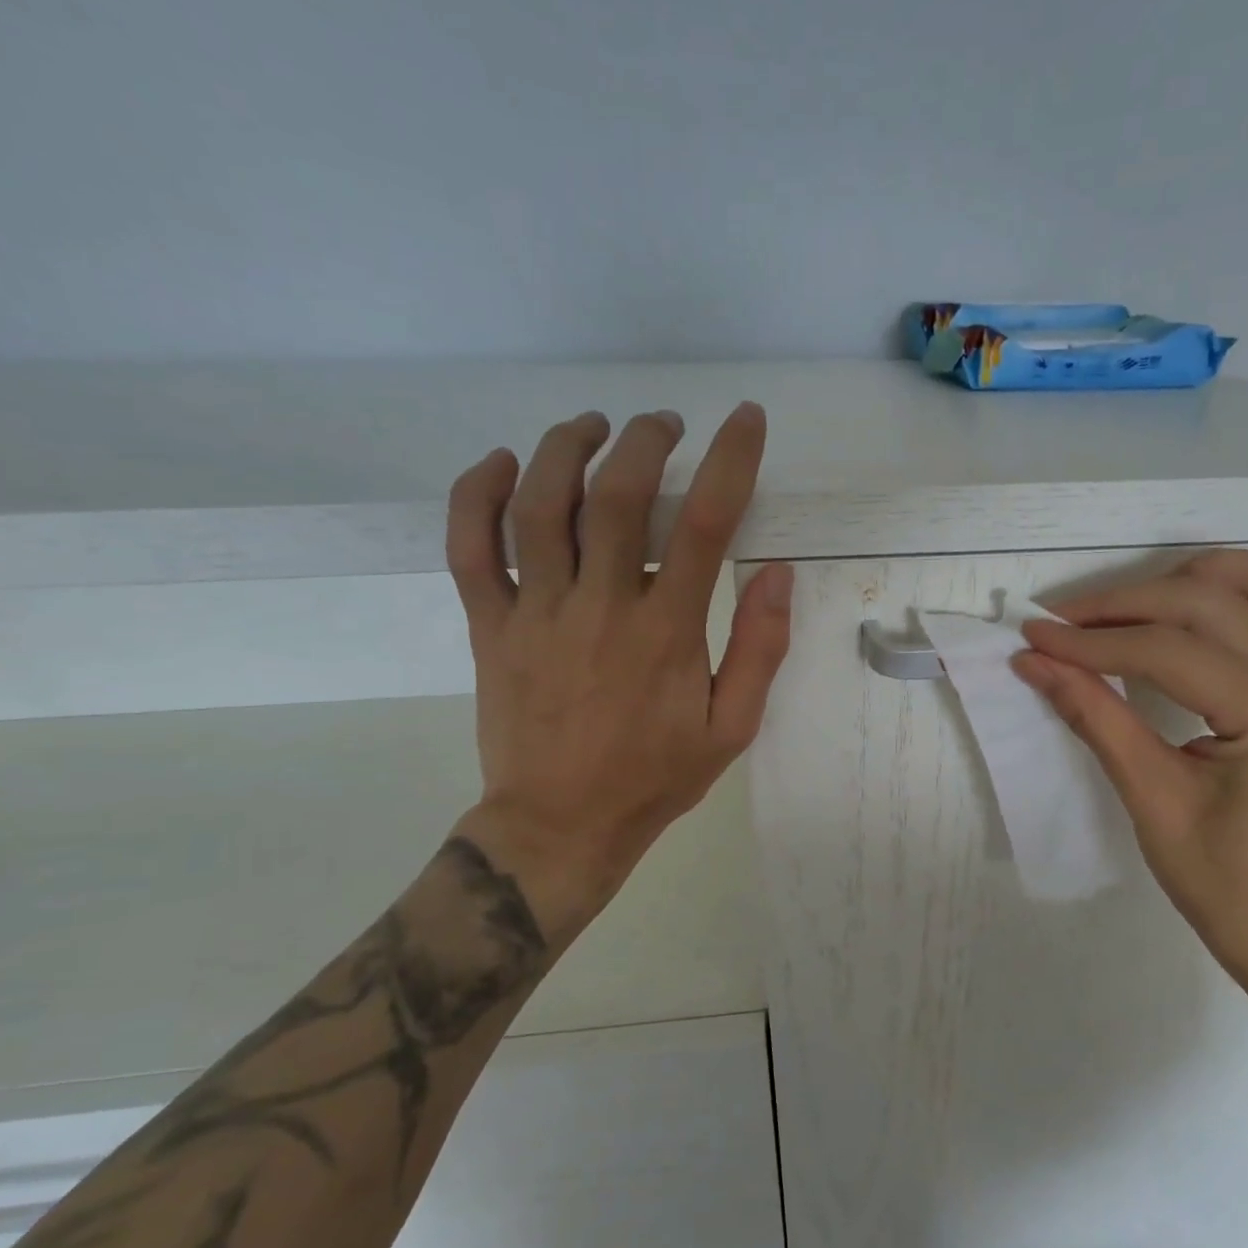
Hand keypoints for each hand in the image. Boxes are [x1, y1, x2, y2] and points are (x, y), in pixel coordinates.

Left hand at [444, 403, 792, 937]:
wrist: (559, 826)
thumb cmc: (654, 778)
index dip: (729, 461)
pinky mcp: (490, 626)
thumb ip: (760, 651)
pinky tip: (500, 463)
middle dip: (645, 440)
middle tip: (664, 424)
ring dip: (565, 448)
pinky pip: (469, 547)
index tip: (744, 421)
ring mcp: (535, 613)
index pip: (703, 525)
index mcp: (665, 633)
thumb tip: (777, 574)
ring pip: (537, 505)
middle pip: (615, 495)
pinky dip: (475, 494)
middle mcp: (599, 607)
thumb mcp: (731, 729)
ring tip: (594, 425)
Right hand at [1012, 549, 1247, 1002]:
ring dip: (1210, 578)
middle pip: (1211, 603)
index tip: (1032, 638)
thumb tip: (1035, 664)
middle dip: (1126, 604)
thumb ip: (1094, 717)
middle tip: (1063, 623)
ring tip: (1146, 604)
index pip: (1167, 651)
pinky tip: (1216, 625)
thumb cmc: (1228, 888)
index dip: (1090, 642)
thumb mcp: (1151, 800)